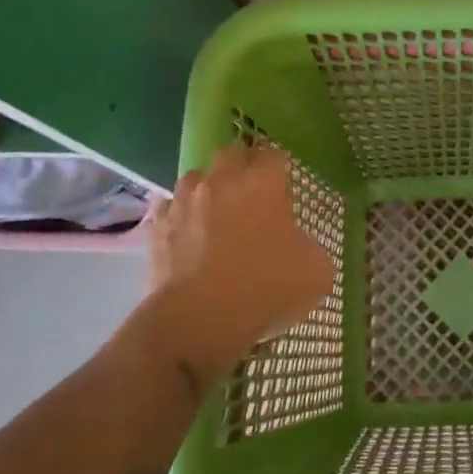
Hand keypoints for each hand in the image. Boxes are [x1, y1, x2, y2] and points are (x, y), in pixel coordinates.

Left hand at [141, 146, 334, 387]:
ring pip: (196, 177)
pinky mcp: (157, 226)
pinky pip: (169, 208)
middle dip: (241, 166)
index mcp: (262, 183)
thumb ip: (311, 248)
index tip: (285, 186)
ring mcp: (184, 201)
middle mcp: (221, 181)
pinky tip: (187, 234)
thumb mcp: (316, 272)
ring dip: (207, 189)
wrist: (198, 320)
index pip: (274, 155)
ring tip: (216, 213)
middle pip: (231, 153)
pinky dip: (179, 216)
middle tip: (252, 193)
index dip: (280, 168)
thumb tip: (300, 248)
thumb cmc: (264, 287)